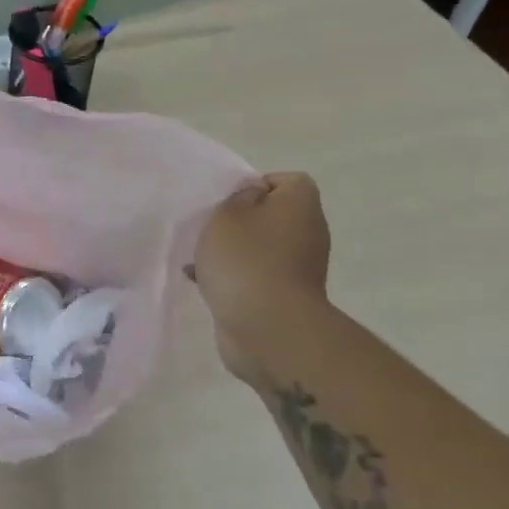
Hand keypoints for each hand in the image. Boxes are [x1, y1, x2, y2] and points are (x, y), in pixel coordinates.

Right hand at [192, 172, 330, 382]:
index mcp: (300, 205)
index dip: (257, 184)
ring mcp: (299, 267)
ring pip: (261, 247)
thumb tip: (251, 198)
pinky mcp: (284, 296)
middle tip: (210, 227)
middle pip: (272, 215)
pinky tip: (202, 282)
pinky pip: (255, 275)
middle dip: (239, 220)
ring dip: (232, 250)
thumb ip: (236, 198)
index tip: (228, 199)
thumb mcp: (228, 214)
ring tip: (199, 257)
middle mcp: (308, 232)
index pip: (287, 181)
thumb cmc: (246, 259)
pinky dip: (233, 276)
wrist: (267, 327)